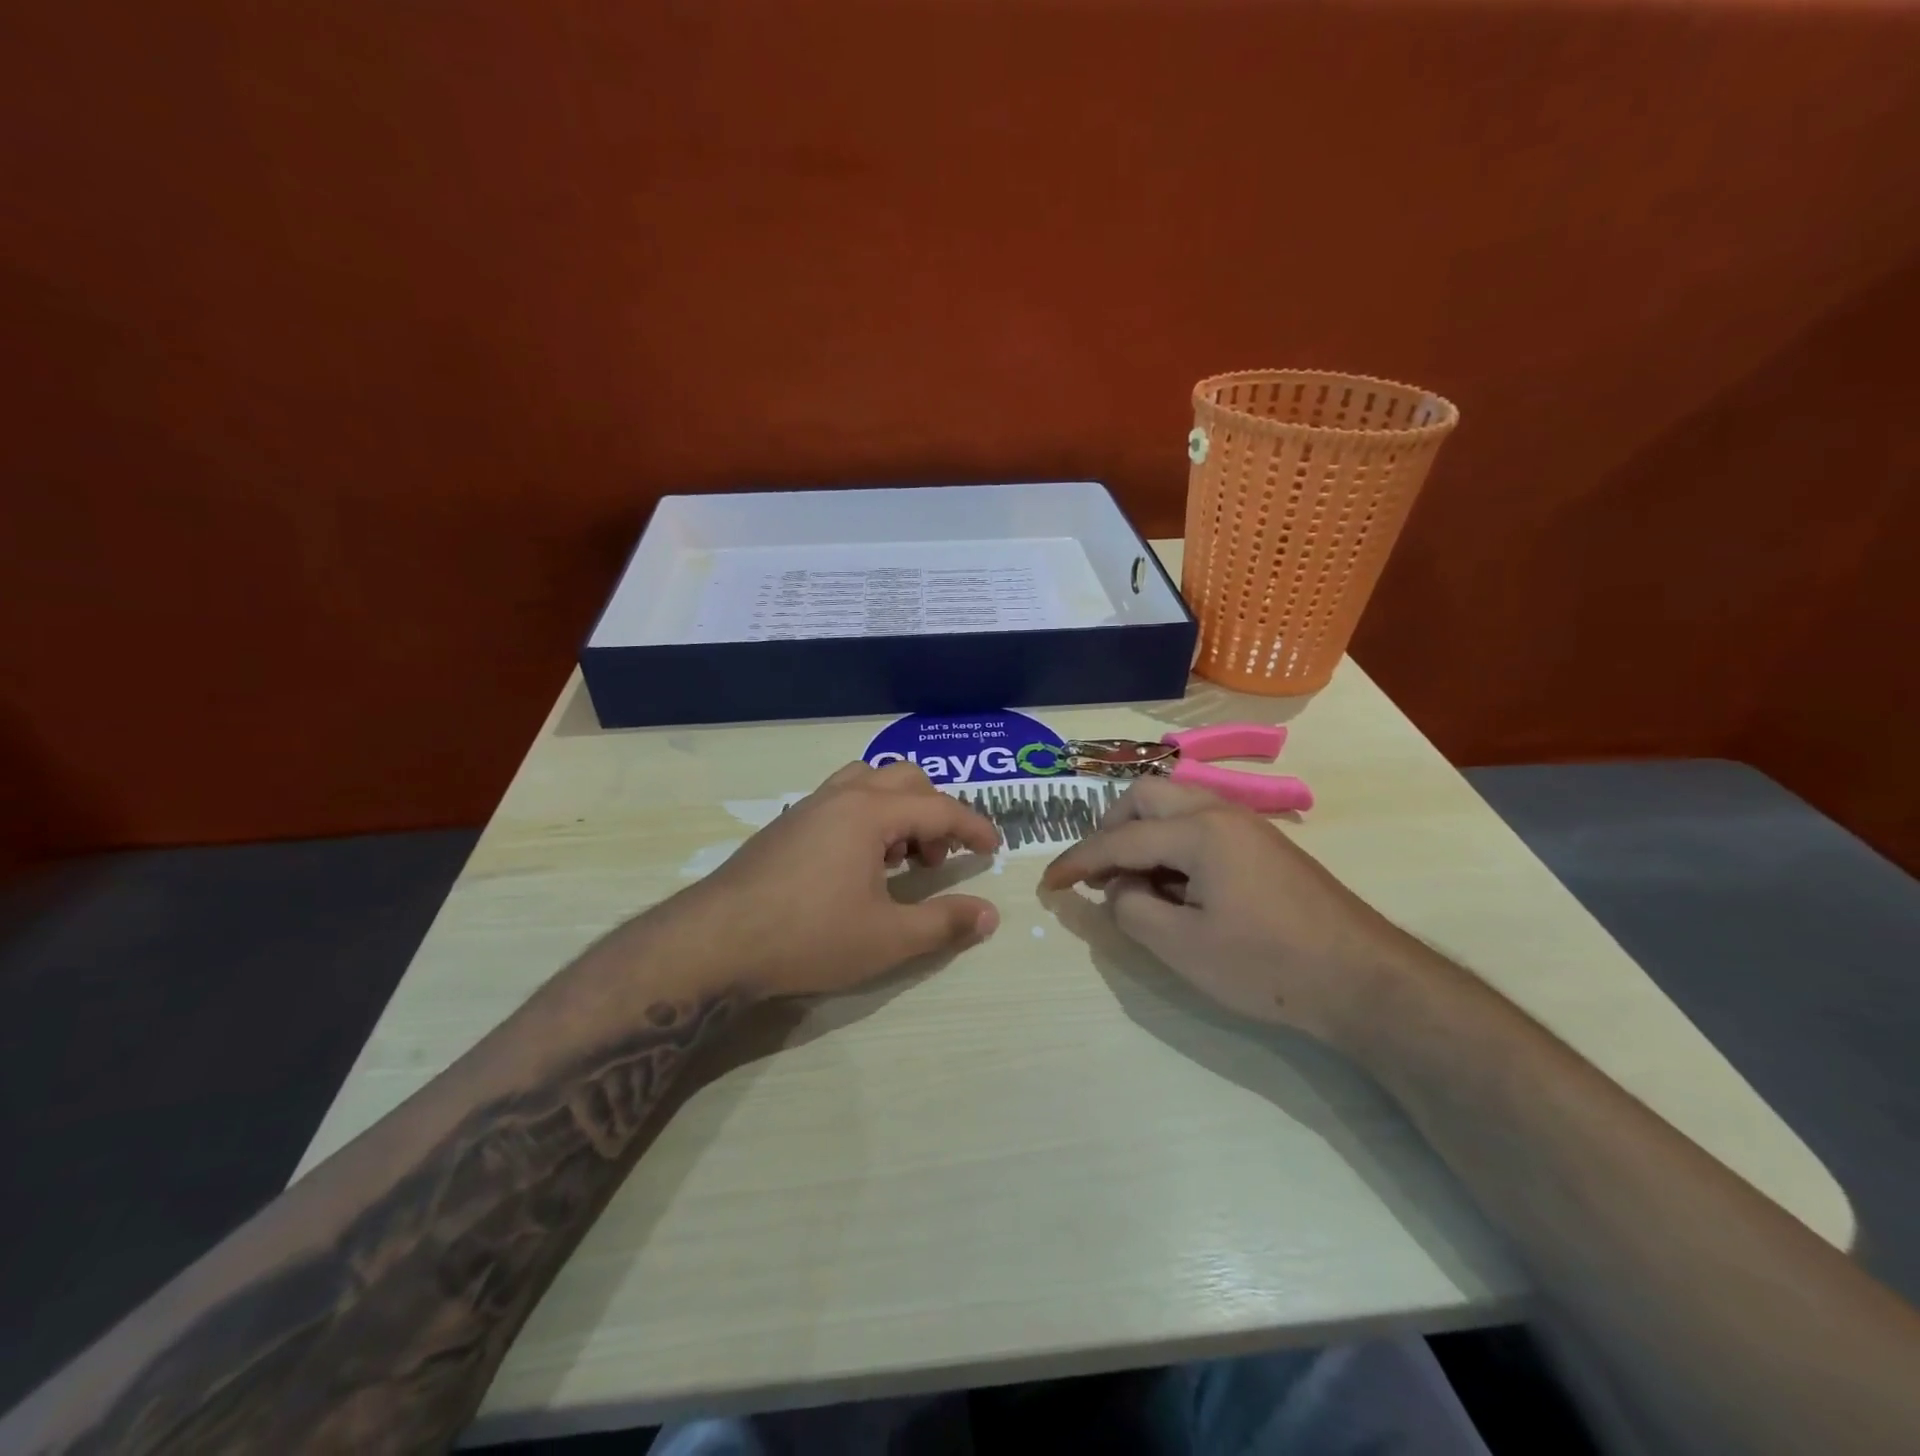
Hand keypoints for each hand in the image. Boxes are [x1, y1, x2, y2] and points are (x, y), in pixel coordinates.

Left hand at [666, 761, 1001, 999]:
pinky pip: (841, 800)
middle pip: (905, 779)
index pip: (940, 807)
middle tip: (936, 860)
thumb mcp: (887, 938)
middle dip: (934, 813)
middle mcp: (841, 796)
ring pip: (868, 782)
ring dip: (897, 810)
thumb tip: (989, 915)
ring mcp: (809, 807)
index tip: (994, 849)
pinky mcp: (786, 826)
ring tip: (898, 859)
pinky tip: (858, 866)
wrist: (714, 942)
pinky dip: (867, 818)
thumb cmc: (808, 936)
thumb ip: (944, 923)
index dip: (974, 827)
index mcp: (870, 812)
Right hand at [1040, 778, 1409, 1043]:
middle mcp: (1221, 813)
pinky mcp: (1264, 845)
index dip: (1077, 861)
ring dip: (1142, 834)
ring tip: (1134, 883)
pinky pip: (1201, 826)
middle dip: (1110, 828)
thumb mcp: (1183, 947)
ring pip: (1176, 806)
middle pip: (1146, 796)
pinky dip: (1172, 844)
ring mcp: (1248, 826)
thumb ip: (1132, 911)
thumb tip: (1119, 889)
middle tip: (1098, 872)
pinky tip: (1176, 887)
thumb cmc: (1268, 965)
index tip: (1047, 883)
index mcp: (1199, 831)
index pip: (1120, 839)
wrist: (1364, 981)